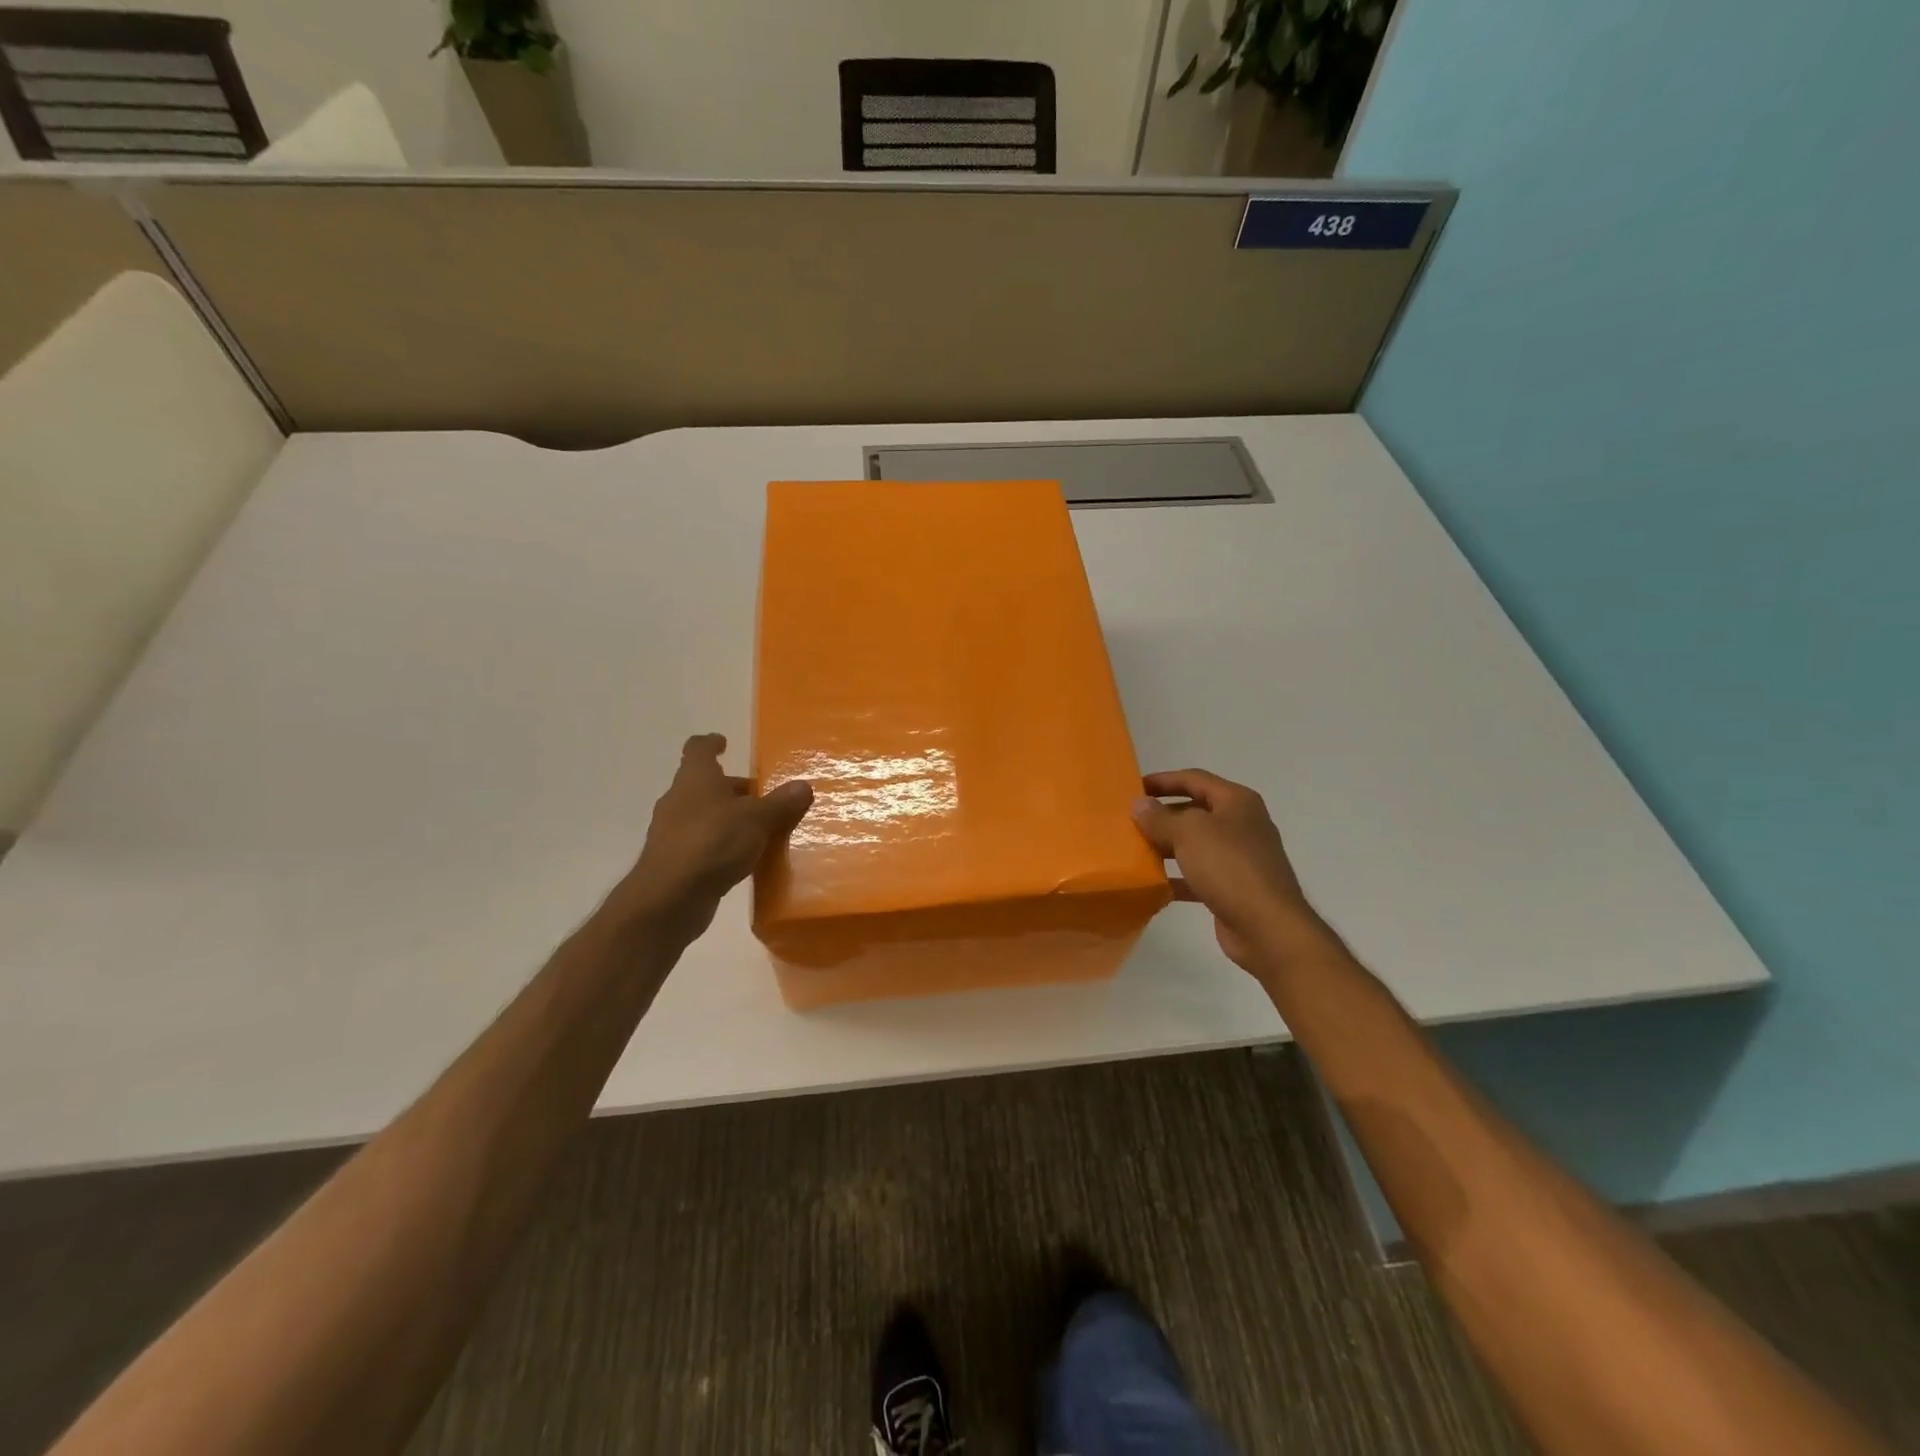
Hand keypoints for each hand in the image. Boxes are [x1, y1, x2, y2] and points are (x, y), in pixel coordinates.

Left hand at [610, 734, 812, 939]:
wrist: (669, 898)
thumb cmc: (713, 842)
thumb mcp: (757, 820)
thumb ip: (780, 804)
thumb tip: (803, 786)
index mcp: (695, 779)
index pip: (698, 749)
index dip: (711, 743)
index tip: (724, 743)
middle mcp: (679, 800)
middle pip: (705, 785)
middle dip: (732, 788)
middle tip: (762, 795)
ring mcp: (673, 832)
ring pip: (704, 815)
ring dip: (728, 818)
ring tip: (760, 828)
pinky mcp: (675, 861)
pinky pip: (704, 843)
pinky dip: (722, 845)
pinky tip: (744, 858)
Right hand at [1132, 769, 1332, 977]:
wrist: (1267, 927)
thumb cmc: (1229, 867)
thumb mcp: (1188, 833)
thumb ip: (1160, 817)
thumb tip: (1139, 804)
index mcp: (1236, 802)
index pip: (1194, 779)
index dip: (1163, 780)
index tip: (1133, 788)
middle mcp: (1241, 824)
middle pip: (1195, 811)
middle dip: (1162, 814)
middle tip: (1129, 821)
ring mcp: (1239, 858)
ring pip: (1195, 844)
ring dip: (1167, 846)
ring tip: (1135, 850)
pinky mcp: (1233, 888)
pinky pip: (1198, 875)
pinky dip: (1177, 877)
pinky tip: (1153, 884)